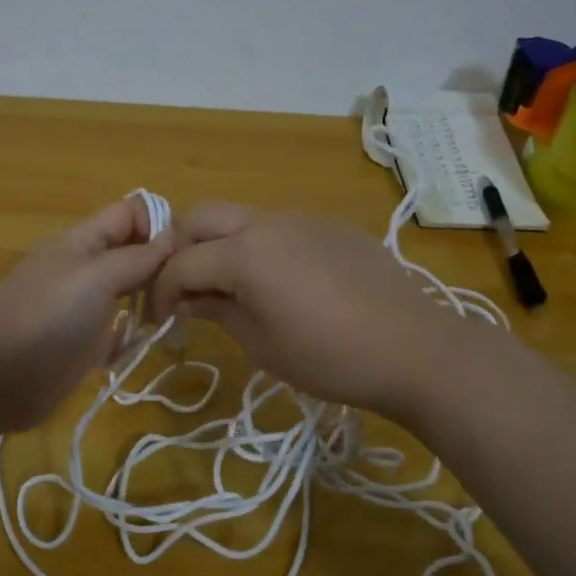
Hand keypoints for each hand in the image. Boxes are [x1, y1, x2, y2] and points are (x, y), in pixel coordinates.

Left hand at [0, 195, 173, 434]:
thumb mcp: (94, 277)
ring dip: (152, 300)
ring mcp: (83, 307)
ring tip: (178, 313)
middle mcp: (84, 268)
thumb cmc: (45, 316)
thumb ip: (135, 258)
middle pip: (132, 253)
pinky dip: (134, 335)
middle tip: (195, 287)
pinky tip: (147, 342)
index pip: (128, 213)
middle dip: (163, 264)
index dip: (159, 222)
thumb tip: (170, 239)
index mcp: (81, 241)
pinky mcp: (84, 343)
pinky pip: (119, 330)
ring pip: (129, 291)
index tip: (191, 249)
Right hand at [147, 203, 437, 414]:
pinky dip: (258, 246)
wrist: (416, 349)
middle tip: (183, 289)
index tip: (159, 321)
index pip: (180, 263)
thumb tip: (188, 300)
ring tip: (228, 286)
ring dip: (219, 244)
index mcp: (243, 252)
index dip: (160, 292)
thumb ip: (217, 311)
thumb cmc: (329, 357)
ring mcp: (302, 219)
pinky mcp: (330, 227)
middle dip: (180, 250)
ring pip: (239, 218)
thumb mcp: (261, 344)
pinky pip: (278, 227)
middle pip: (200, 218)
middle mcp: (266, 222)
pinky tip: (278, 282)